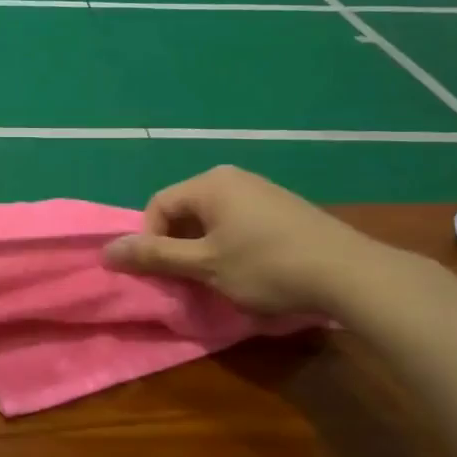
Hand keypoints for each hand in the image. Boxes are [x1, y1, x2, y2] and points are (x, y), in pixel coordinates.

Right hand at [102, 166, 391, 313]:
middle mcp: (232, 176)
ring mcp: (261, 190)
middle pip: (184, 210)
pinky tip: (250, 270)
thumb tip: (106, 251)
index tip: (167, 275)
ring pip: (212, 219)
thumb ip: (155, 256)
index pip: (157, 206)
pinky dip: (230, 245)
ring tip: (219, 279)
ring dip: (204, 249)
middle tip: (190, 279)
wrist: (350, 273)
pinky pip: (238, 221)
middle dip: (179, 246)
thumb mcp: (204, 266)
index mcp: (209, 183)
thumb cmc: (267, 266)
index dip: (151, 242)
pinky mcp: (283, 207)